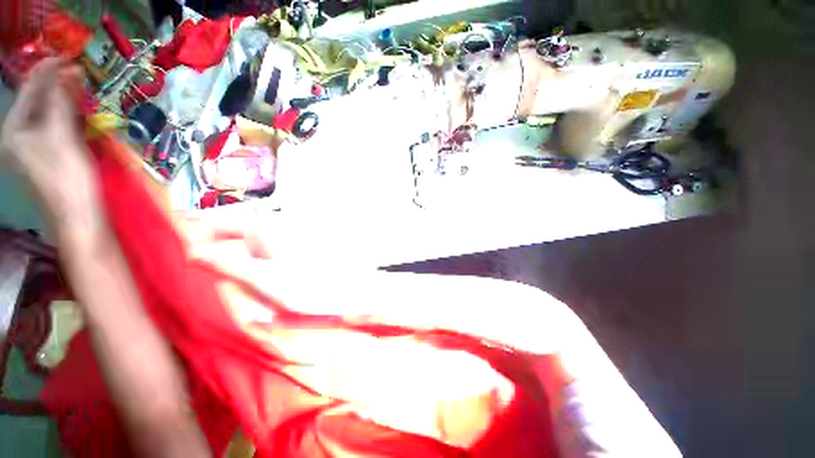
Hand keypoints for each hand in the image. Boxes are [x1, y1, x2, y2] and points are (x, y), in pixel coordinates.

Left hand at [1, 58, 101, 238]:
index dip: (48, 70)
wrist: (78, 216)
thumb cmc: (68, 178)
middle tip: (79, 73)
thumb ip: (60, 103)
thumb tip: (67, 72)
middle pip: (38, 100)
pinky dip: (68, 115)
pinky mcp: (49, 153)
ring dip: (64, 99)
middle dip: (57, 85)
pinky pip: (56, 125)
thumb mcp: (62, 136)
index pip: (30, 89)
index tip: (70, 57)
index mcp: (15, 129)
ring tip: (81, 88)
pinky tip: (79, 111)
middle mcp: (20, 134)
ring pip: (48, 112)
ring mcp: (34, 145)